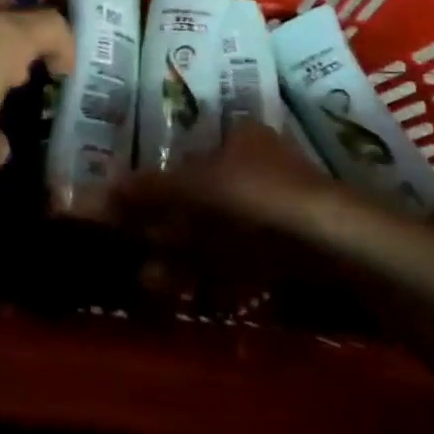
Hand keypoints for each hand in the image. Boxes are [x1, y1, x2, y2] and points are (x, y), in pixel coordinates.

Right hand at [115, 122, 352, 280]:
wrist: (333, 243)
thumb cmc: (255, 196)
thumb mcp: (191, 188)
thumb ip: (148, 190)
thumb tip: (101, 190)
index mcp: (239, 138)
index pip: (187, 158)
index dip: (156, 187)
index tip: (132, 217)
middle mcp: (257, 165)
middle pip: (200, 199)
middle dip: (166, 233)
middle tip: (141, 260)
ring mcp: (276, 208)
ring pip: (218, 232)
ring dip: (185, 258)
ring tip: (157, 285)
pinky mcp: (291, 247)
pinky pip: (241, 258)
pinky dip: (214, 274)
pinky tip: (194, 294)